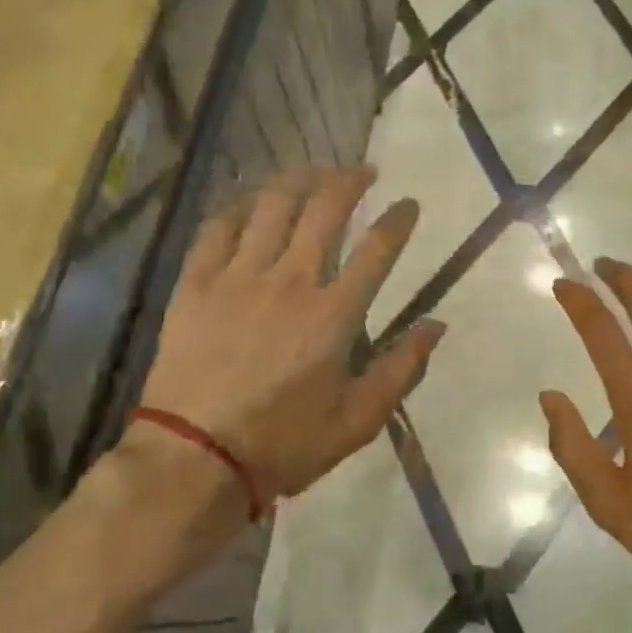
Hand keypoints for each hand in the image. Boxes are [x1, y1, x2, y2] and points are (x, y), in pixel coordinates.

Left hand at [134, 168, 444, 504]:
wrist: (194, 460)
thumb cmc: (283, 444)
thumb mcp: (357, 421)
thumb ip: (402, 369)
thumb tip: (437, 325)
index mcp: (333, 315)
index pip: (376, 249)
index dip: (398, 219)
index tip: (408, 204)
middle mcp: (290, 281)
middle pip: (325, 209)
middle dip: (350, 181)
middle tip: (363, 172)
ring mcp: (238, 278)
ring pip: (272, 206)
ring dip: (299, 180)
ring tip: (314, 172)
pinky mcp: (197, 284)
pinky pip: (218, 227)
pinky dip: (240, 206)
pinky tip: (253, 201)